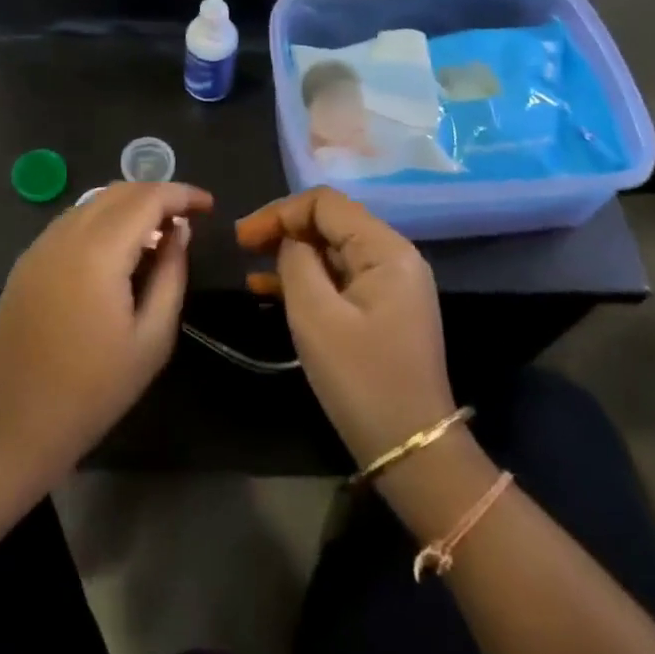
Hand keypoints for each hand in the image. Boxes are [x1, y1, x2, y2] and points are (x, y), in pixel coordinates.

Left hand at [0, 181, 211, 484]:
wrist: (14, 425)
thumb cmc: (93, 389)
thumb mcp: (151, 339)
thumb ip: (171, 275)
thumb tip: (179, 232)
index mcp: (99, 251)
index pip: (147, 198)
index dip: (182, 194)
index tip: (208, 205)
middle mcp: (65, 235)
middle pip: (118, 191)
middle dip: (156, 195)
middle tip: (185, 221)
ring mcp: (40, 246)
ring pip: (92, 203)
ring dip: (128, 207)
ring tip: (155, 237)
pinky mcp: (26, 262)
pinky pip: (71, 223)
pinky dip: (101, 222)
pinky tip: (116, 253)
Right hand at [236, 188, 453, 469]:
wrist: (412, 450)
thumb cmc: (362, 380)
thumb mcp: (316, 317)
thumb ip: (296, 263)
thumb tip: (289, 242)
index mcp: (385, 250)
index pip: (326, 203)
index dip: (280, 212)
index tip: (243, 237)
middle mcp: (393, 256)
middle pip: (331, 222)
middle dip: (284, 228)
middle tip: (242, 246)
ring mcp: (391, 284)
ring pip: (332, 250)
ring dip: (292, 254)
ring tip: (251, 266)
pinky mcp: (382, 309)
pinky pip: (339, 278)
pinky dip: (307, 278)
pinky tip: (270, 289)